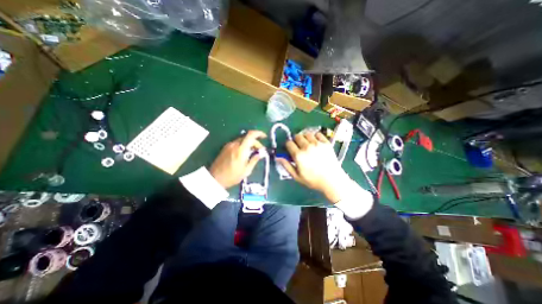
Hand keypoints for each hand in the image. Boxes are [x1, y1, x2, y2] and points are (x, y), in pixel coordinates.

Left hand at [210, 130, 265, 187]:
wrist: (215, 178)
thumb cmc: (232, 176)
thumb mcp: (246, 170)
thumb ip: (254, 160)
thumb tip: (261, 154)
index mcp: (241, 150)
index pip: (251, 135)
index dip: (259, 133)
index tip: (264, 136)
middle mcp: (235, 145)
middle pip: (247, 137)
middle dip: (255, 142)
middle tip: (259, 151)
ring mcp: (229, 145)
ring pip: (242, 140)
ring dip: (249, 144)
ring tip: (252, 153)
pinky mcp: (225, 147)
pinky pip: (237, 143)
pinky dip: (243, 145)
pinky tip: (244, 153)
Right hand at [276, 132, 351, 202]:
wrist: (332, 180)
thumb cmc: (313, 180)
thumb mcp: (297, 176)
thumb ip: (286, 166)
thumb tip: (278, 157)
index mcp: (298, 155)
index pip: (289, 143)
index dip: (288, 145)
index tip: (290, 148)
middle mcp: (307, 147)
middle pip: (297, 136)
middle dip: (296, 140)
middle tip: (299, 146)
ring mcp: (317, 144)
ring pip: (307, 133)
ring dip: (305, 137)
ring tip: (307, 143)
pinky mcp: (326, 143)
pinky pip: (318, 134)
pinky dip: (315, 136)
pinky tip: (315, 142)